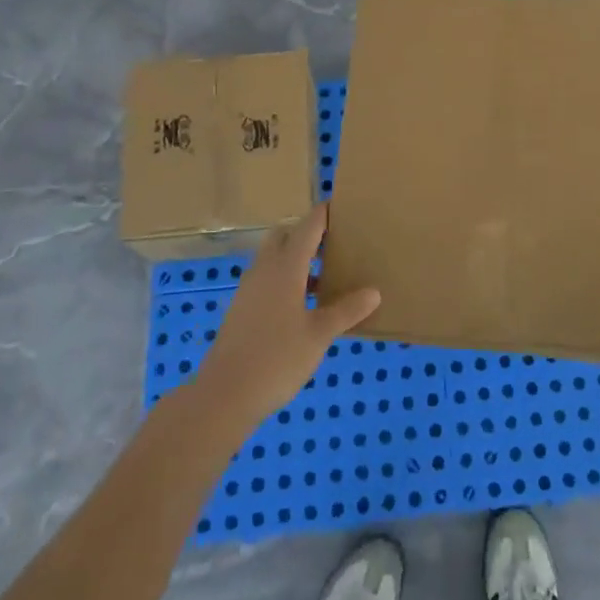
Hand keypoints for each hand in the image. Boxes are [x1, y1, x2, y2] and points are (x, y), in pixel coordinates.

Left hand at [189, 205, 380, 438]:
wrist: (225, 395)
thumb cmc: (277, 358)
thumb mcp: (320, 335)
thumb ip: (346, 310)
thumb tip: (374, 292)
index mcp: (286, 267)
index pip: (308, 226)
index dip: (324, 213)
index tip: (341, 205)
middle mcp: (265, 269)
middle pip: (285, 235)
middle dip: (307, 233)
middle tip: (335, 243)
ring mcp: (249, 289)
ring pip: (274, 258)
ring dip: (297, 258)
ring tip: (325, 276)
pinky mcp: (241, 309)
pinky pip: (267, 279)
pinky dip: (285, 279)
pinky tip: (303, 306)